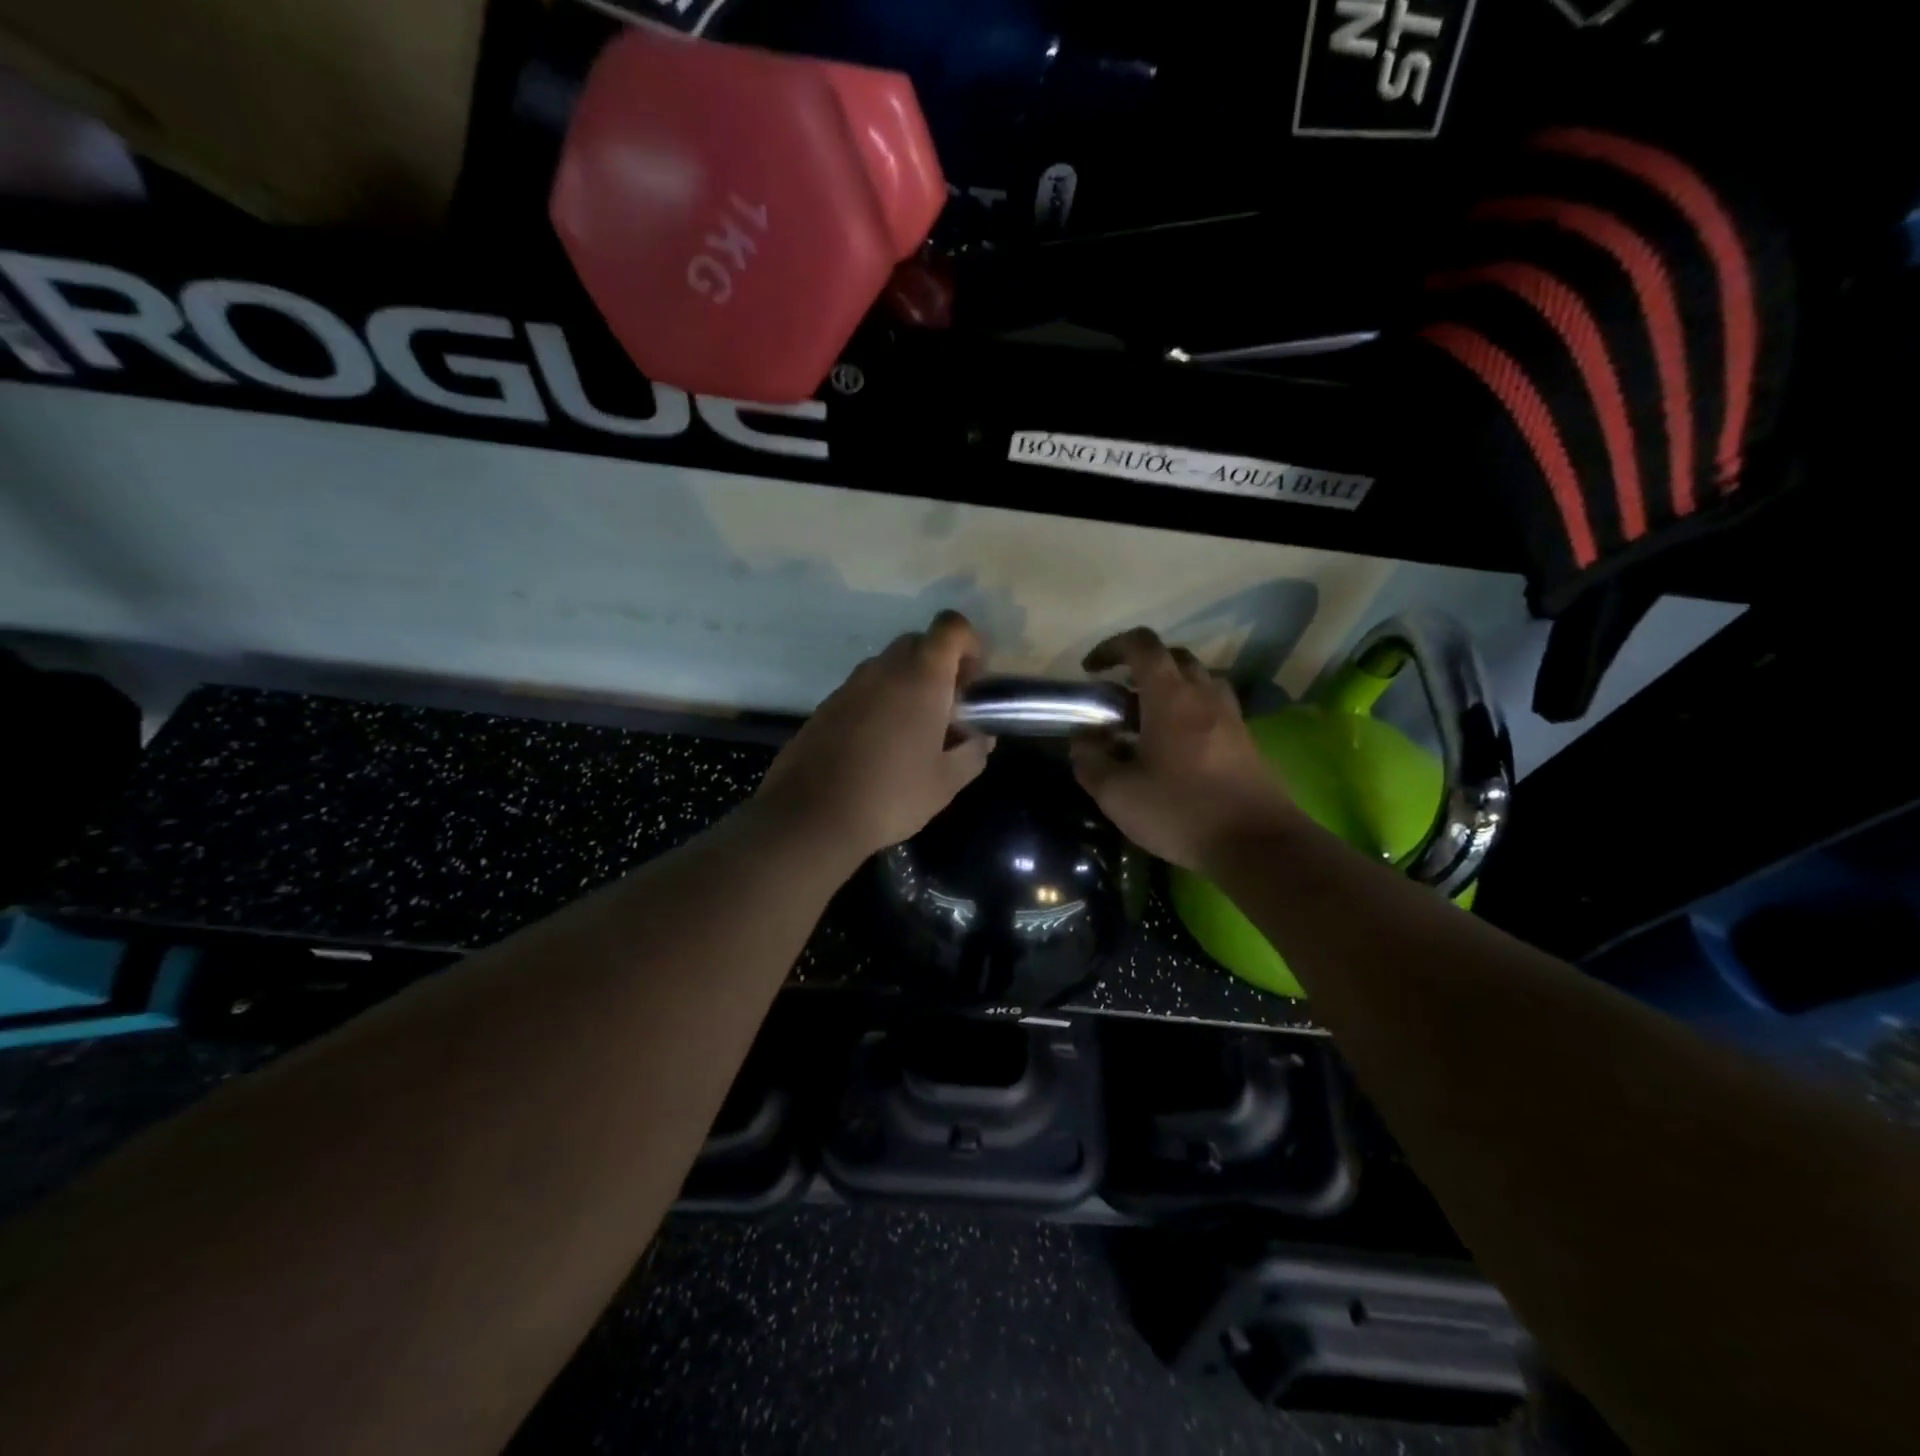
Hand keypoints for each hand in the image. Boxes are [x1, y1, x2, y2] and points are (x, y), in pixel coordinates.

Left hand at [753, 611, 993, 864]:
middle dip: (940, 667)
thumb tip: (981, 738)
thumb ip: (973, 752)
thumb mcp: (946, 782)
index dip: (970, 644)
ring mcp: (850, 684)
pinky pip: (864, 689)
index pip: (951, 626)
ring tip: (914, 733)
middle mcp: (884, 668)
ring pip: (889, 667)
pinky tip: (880, 746)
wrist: (811, 816)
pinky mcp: (826, 705)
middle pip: (919, 643)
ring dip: (909, 686)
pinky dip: (880, 703)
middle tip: (949, 710)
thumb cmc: (891, 795)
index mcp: (921, 677)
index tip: (974, 682)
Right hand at [1069, 627, 1299, 872]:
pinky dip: (1191, 712)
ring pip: (1198, 681)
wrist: (1257, 843)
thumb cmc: (1181, 811)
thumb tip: (1082, 739)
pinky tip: (1176, 748)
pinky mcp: (1246, 740)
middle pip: (1174, 657)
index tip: (1091, 670)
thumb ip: (1090, 761)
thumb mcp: (1118, 793)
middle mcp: (1203, 694)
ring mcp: (1230, 716)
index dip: (1112, 648)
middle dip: (1142, 667)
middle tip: (1120, 699)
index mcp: (1170, 695)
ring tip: (1148, 721)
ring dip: (1170, 688)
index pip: (1142, 645)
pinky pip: (1214, 708)